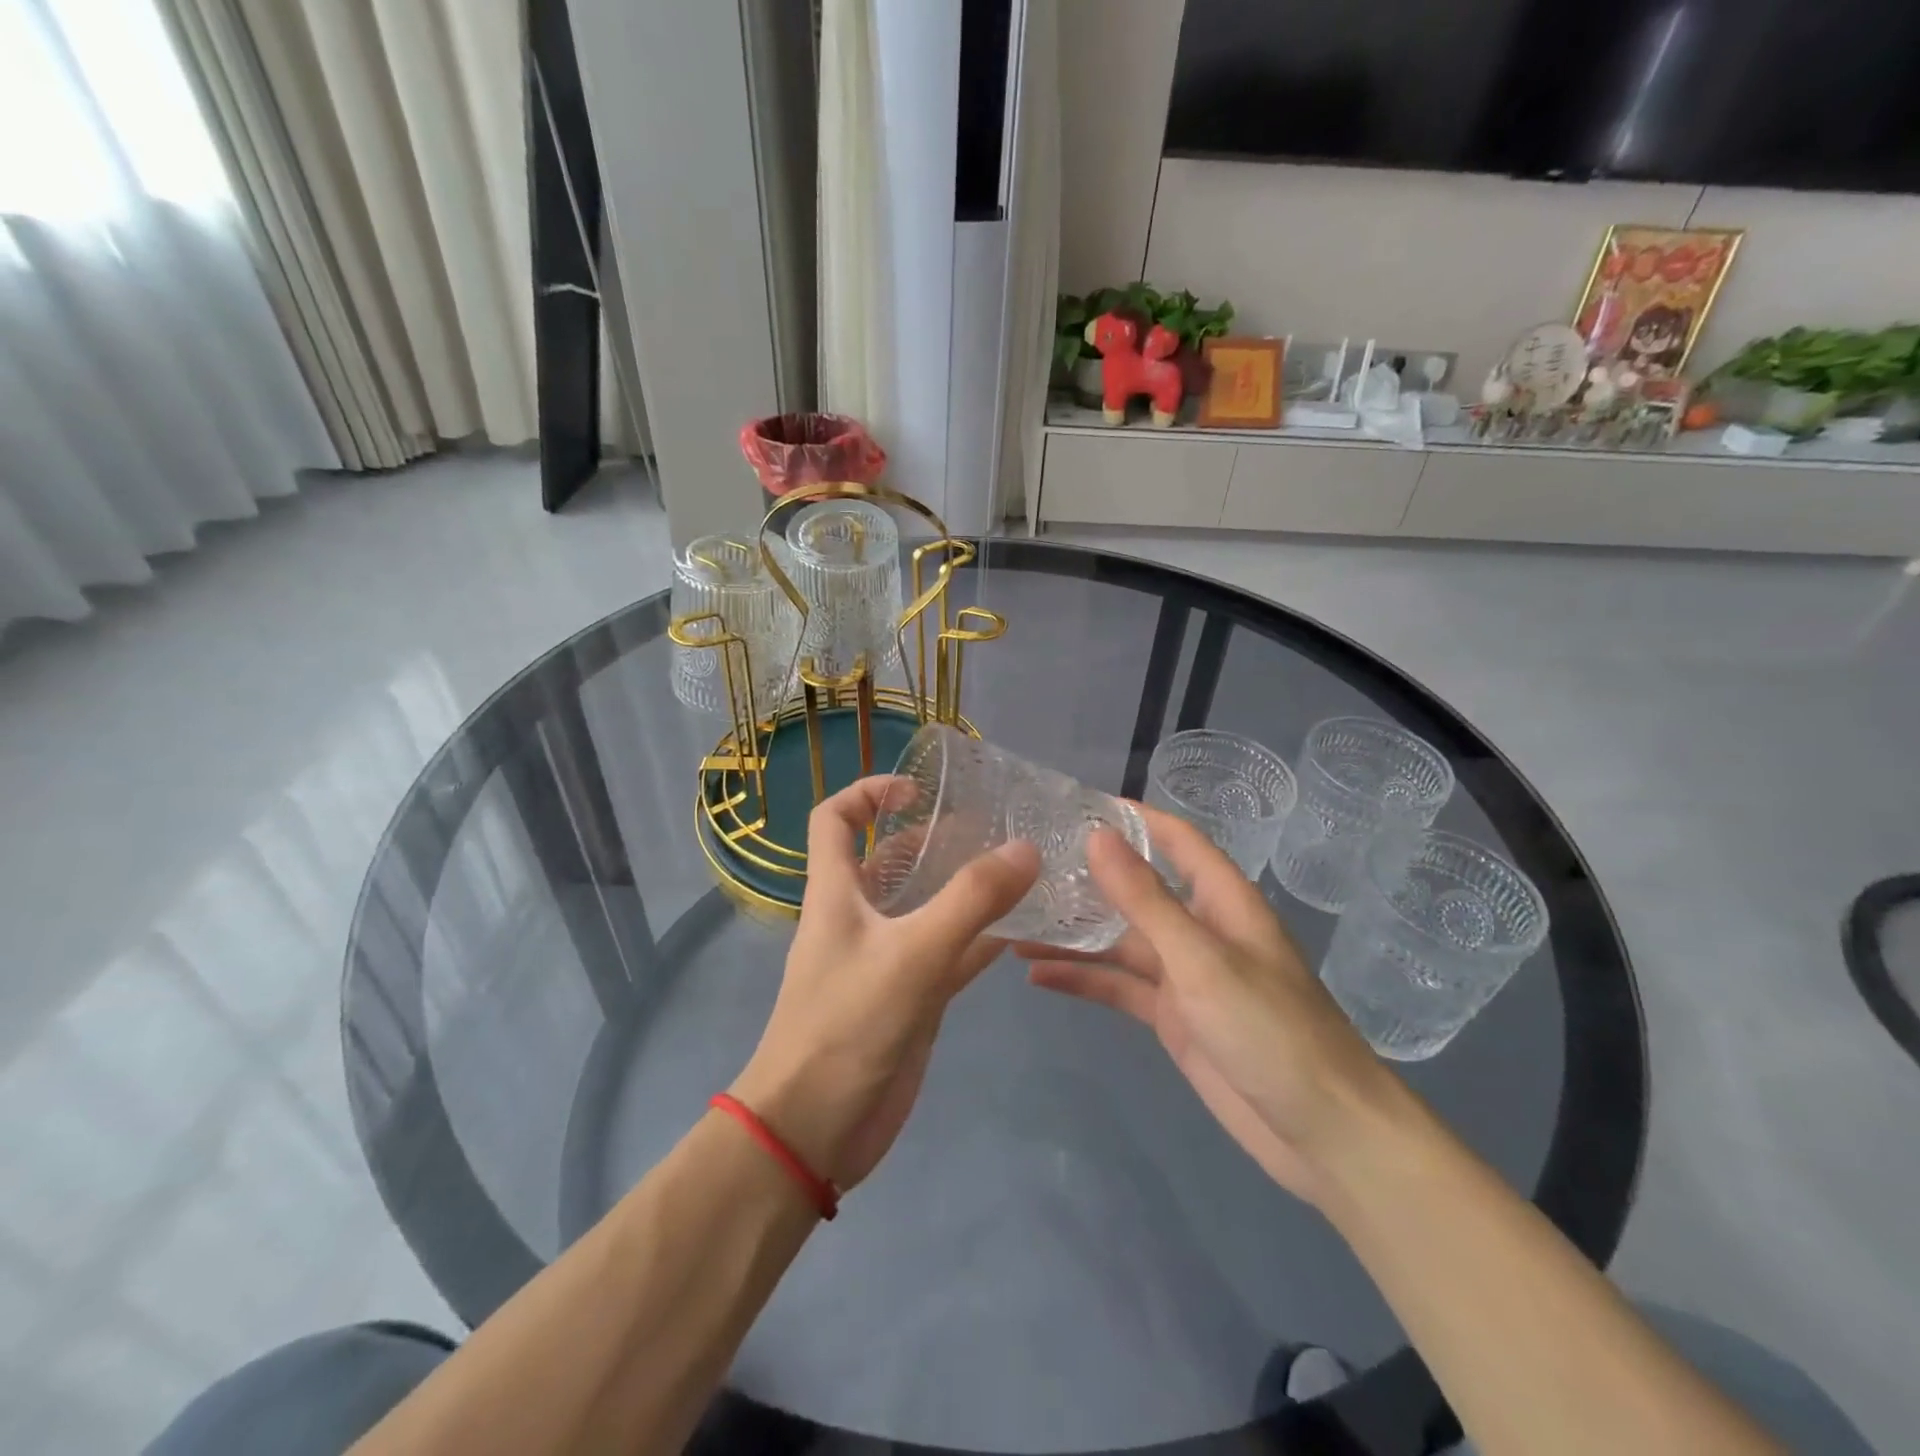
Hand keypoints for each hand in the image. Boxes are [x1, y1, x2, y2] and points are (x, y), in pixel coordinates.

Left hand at [731, 777, 1039, 1193]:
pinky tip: (1021, 932)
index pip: (834, 819)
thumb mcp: (912, 954)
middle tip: (989, 831)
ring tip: (1015, 871)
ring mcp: (884, 959)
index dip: (868, 792)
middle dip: (931, 839)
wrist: (814, 1131)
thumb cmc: (847, 1026)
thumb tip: (1025, 849)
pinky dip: (978, 940)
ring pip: (924, 907)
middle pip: (887, 859)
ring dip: (961, 888)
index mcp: (836, 892)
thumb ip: (970, 901)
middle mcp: (857, 917)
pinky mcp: (907, 999)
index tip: (919, 792)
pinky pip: (947, 955)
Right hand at [1017, 805, 1393, 1207]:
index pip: (1175, 839)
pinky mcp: (1172, 1018)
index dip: (1132, 818)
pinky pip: (1119, 988)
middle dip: (1087, 879)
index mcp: (1221, 900)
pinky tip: (1037, 976)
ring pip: (1119, 943)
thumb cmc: (1269, 1029)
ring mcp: (1184, 976)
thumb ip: (1145, 899)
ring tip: (1014, 925)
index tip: (1075, 805)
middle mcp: (1200, 929)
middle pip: (1136, 891)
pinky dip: (1082, 981)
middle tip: (1026, 867)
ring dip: (1073, 936)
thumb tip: (1097, 835)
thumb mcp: (1201, 959)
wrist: (1322, 1133)